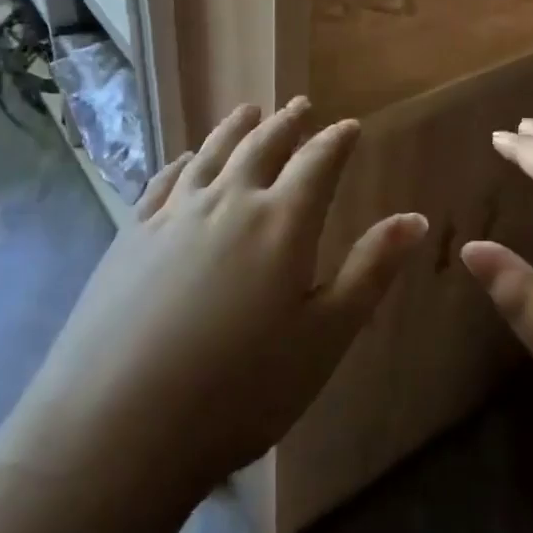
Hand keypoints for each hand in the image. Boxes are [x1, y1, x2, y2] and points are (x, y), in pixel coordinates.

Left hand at [2, 100, 427, 512]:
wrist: (117, 426)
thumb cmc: (240, 390)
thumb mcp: (324, 337)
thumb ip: (370, 271)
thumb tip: (414, 218)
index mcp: (282, 223)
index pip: (318, 163)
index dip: (336, 141)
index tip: (349, 126)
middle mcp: (229, 202)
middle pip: (262, 146)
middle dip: (287, 123)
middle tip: (300, 105)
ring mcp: (174, 215)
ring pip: (212, 154)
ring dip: (236, 129)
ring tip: (249, 111)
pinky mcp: (131, 235)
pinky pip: (165, 180)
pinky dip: (184, 161)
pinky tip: (187, 159)